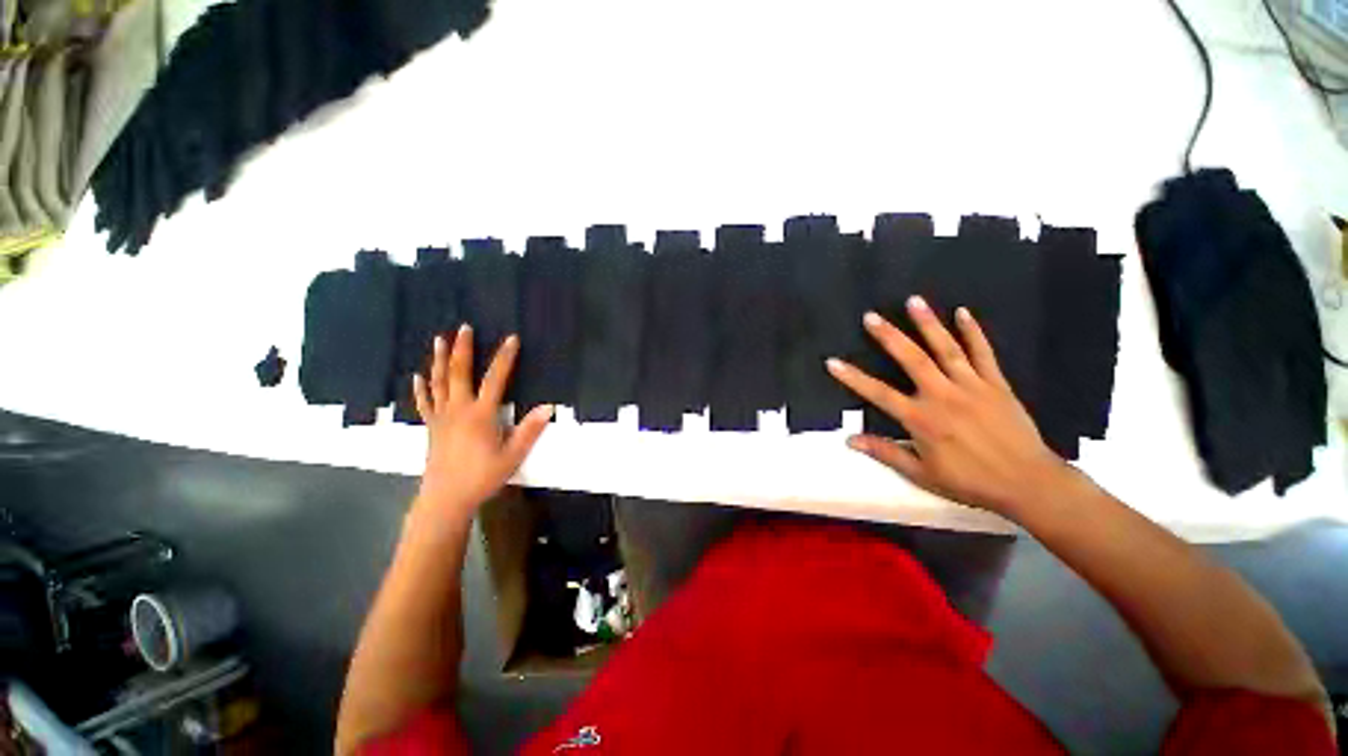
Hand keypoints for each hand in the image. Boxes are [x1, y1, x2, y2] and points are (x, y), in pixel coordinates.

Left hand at [411, 325, 551, 527]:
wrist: (445, 499)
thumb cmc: (482, 477)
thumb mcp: (512, 455)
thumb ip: (530, 430)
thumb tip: (548, 406)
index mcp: (480, 414)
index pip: (495, 379)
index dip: (505, 357)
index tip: (511, 338)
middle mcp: (458, 409)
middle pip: (458, 373)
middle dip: (462, 349)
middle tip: (463, 328)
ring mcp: (441, 417)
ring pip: (438, 382)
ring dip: (439, 360)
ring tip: (439, 340)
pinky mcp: (431, 427)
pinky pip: (425, 402)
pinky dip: (422, 387)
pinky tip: (418, 376)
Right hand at [826, 296, 1069, 517]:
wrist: (1028, 483)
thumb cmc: (970, 481)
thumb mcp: (922, 474)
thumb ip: (886, 453)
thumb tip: (850, 440)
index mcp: (921, 419)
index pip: (878, 394)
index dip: (853, 378)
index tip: (833, 362)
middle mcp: (943, 396)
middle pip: (911, 360)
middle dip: (889, 336)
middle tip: (870, 316)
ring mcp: (972, 386)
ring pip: (946, 349)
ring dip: (927, 323)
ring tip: (913, 301)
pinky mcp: (996, 384)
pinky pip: (983, 353)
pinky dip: (973, 332)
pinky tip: (963, 312)